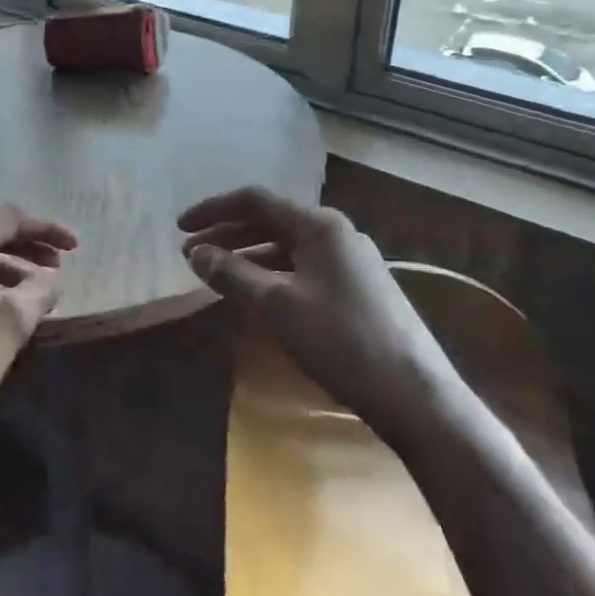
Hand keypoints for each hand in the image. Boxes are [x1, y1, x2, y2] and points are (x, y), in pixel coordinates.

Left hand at [0, 205, 77, 463]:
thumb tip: (49, 278)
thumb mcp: (12, 322)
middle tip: (58, 268)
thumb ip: (40, 289)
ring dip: (9, 269)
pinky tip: (4, 308)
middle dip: (29, 249)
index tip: (75, 248)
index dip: (47, 229)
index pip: (10, 219)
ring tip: (37, 293)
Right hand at [178, 187, 461, 428]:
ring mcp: (351, 260)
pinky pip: (303, 267)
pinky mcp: (358, 287)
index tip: (179, 228)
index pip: (255, 201)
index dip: (212, 209)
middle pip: (270, 221)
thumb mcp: (277, 305)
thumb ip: (232, 274)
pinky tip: (256, 294)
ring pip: (287, 246)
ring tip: (215, 274)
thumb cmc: (341, 340)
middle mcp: (336, 232)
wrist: (415, 394)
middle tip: (191, 254)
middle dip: (227, 234)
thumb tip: (196, 253)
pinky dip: (272, 274)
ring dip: (248, 255)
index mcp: (319, 224)